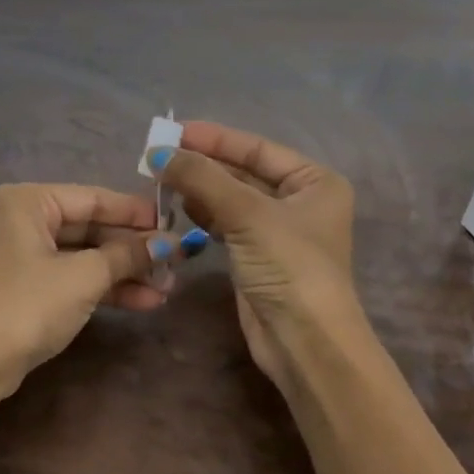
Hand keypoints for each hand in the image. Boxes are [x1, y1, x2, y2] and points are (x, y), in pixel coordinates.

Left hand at [0, 183, 173, 384]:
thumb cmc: (28, 305)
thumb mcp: (84, 277)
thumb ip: (128, 255)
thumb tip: (171, 243)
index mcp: (29, 201)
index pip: (93, 198)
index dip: (136, 212)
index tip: (176, 223)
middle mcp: (24, 220)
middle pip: (92, 227)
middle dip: (134, 249)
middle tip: (177, 262)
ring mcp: (26, 255)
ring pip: (86, 256)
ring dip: (126, 272)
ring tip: (168, 288)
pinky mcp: (30, 287)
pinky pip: (76, 277)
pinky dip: (106, 288)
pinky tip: (144, 301)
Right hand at [150, 122, 358, 389]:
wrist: (305, 342)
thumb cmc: (289, 267)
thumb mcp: (247, 214)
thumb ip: (202, 179)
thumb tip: (158, 152)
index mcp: (314, 181)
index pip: (257, 149)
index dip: (215, 139)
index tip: (174, 131)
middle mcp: (299, 201)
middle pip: (243, 172)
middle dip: (203, 165)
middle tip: (159, 157)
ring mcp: (277, 231)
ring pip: (230, 199)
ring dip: (199, 189)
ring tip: (161, 180)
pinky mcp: (257, 257)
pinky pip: (226, 224)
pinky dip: (203, 214)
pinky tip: (179, 207)